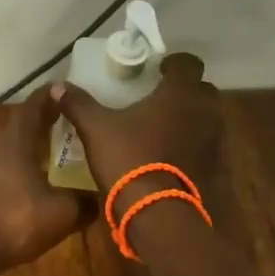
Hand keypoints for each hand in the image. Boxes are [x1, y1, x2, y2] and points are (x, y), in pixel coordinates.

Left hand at [0, 91, 86, 273]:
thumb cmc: (14, 221)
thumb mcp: (61, 213)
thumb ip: (84, 202)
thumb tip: (102, 198)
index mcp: (15, 140)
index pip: (34, 106)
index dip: (51, 96)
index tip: (64, 90)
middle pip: (18, 125)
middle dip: (39, 122)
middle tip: (61, 122)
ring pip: (5, 147)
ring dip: (24, 147)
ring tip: (47, 155)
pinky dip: (13, 169)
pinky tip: (25, 185)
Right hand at [51, 53, 222, 203]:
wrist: (158, 212)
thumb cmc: (129, 158)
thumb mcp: (95, 129)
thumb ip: (79, 104)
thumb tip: (57, 86)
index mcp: (179, 93)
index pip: (189, 63)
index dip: (174, 63)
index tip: (158, 71)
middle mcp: (205, 111)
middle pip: (202, 91)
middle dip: (184, 92)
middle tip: (159, 101)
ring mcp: (216, 141)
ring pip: (207, 120)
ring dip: (190, 120)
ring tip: (163, 131)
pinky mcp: (217, 168)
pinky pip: (207, 148)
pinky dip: (193, 147)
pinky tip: (171, 159)